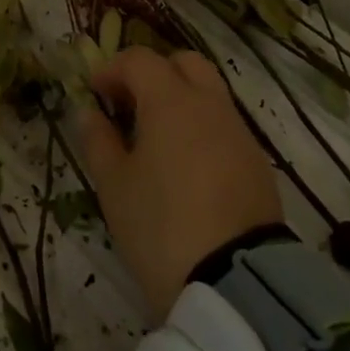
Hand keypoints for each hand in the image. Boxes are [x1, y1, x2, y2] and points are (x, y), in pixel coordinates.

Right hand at [79, 47, 284, 318]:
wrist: (240, 290)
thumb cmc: (162, 227)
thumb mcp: (114, 186)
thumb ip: (98, 140)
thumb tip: (90, 113)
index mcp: (170, 100)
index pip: (139, 60)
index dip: (112, 69)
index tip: (95, 92)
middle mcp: (209, 105)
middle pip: (184, 63)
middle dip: (155, 73)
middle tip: (132, 103)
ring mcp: (240, 135)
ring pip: (209, 94)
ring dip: (182, 101)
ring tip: (158, 139)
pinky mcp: (259, 167)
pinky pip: (226, 128)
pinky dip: (203, 130)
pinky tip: (188, 168)